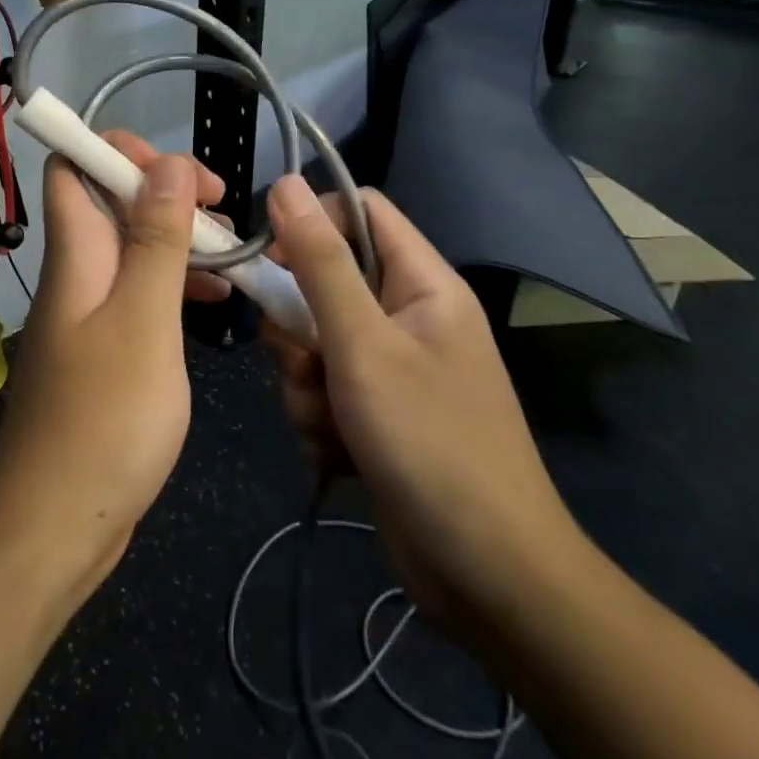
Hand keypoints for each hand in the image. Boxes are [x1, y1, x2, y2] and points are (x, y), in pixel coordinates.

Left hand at [0, 134, 224, 596]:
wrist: (55, 527)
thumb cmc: (105, 420)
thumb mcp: (143, 322)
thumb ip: (155, 241)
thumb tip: (164, 163)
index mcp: (76, 257)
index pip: (74, 168)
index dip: (120, 151)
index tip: (181, 172)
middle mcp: (75, 276)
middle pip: (109, 204)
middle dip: (165, 192)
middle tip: (221, 213)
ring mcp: (87, 316)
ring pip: (131, 250)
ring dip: (177, 240)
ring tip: (231, 254)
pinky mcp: (103, 353)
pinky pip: (138, 297)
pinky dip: (174, 288)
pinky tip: (215, 305)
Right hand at [263, 175, 585, 640]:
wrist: (488, 576)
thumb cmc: (429, 443)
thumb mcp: (362, 345)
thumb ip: (320, 262)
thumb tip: (285, 183)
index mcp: (423, 283)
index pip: (359, 211)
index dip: (310, 224)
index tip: (270, 261)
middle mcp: (410, 316)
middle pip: (327, 282)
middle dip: (299, 328)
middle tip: (304, 364)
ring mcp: (395, 369)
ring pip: (316, 344)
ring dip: (305, 384)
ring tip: (329, 424)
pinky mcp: (380, 415)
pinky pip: (325, 392)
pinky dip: (319, 420)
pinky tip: (337, 455)